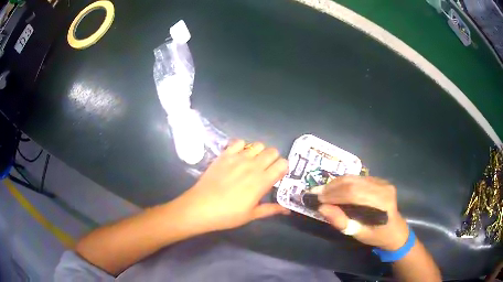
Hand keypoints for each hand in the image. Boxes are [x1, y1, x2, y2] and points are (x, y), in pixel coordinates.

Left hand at [176, 140, 289, 232]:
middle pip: (273, 151)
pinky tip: (238, 157)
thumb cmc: (228, 215)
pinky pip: (239, 142)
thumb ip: (271, 209)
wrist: (201, 207)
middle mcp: (253, 166)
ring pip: (258, 145)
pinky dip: (242, 147)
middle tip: (265, 170)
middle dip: (273, 159)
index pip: (283, 164)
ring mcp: (238, 158)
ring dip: (259, 152)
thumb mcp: (252, 215)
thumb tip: (287, 210)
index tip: (278, 176)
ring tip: (252, 163)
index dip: (283, 168)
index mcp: (262, 181)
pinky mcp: (224, 155)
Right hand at [318, 176, 408, 250]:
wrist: (395, 229)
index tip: (317, 199)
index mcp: (382, 202)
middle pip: (353, 182)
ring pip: (354, 178)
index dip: (334, 195)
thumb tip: (322, 209)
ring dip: (336, 184)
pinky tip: (335, 189)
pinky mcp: (379, 180)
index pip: (354, 193)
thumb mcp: (358, 234)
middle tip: (316, 193)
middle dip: (332, 187)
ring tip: (323, 191)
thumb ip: (341, 221)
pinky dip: (343, 183)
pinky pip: (357, 178)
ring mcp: (382, 181)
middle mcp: (383, 187)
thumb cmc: (378, 235)